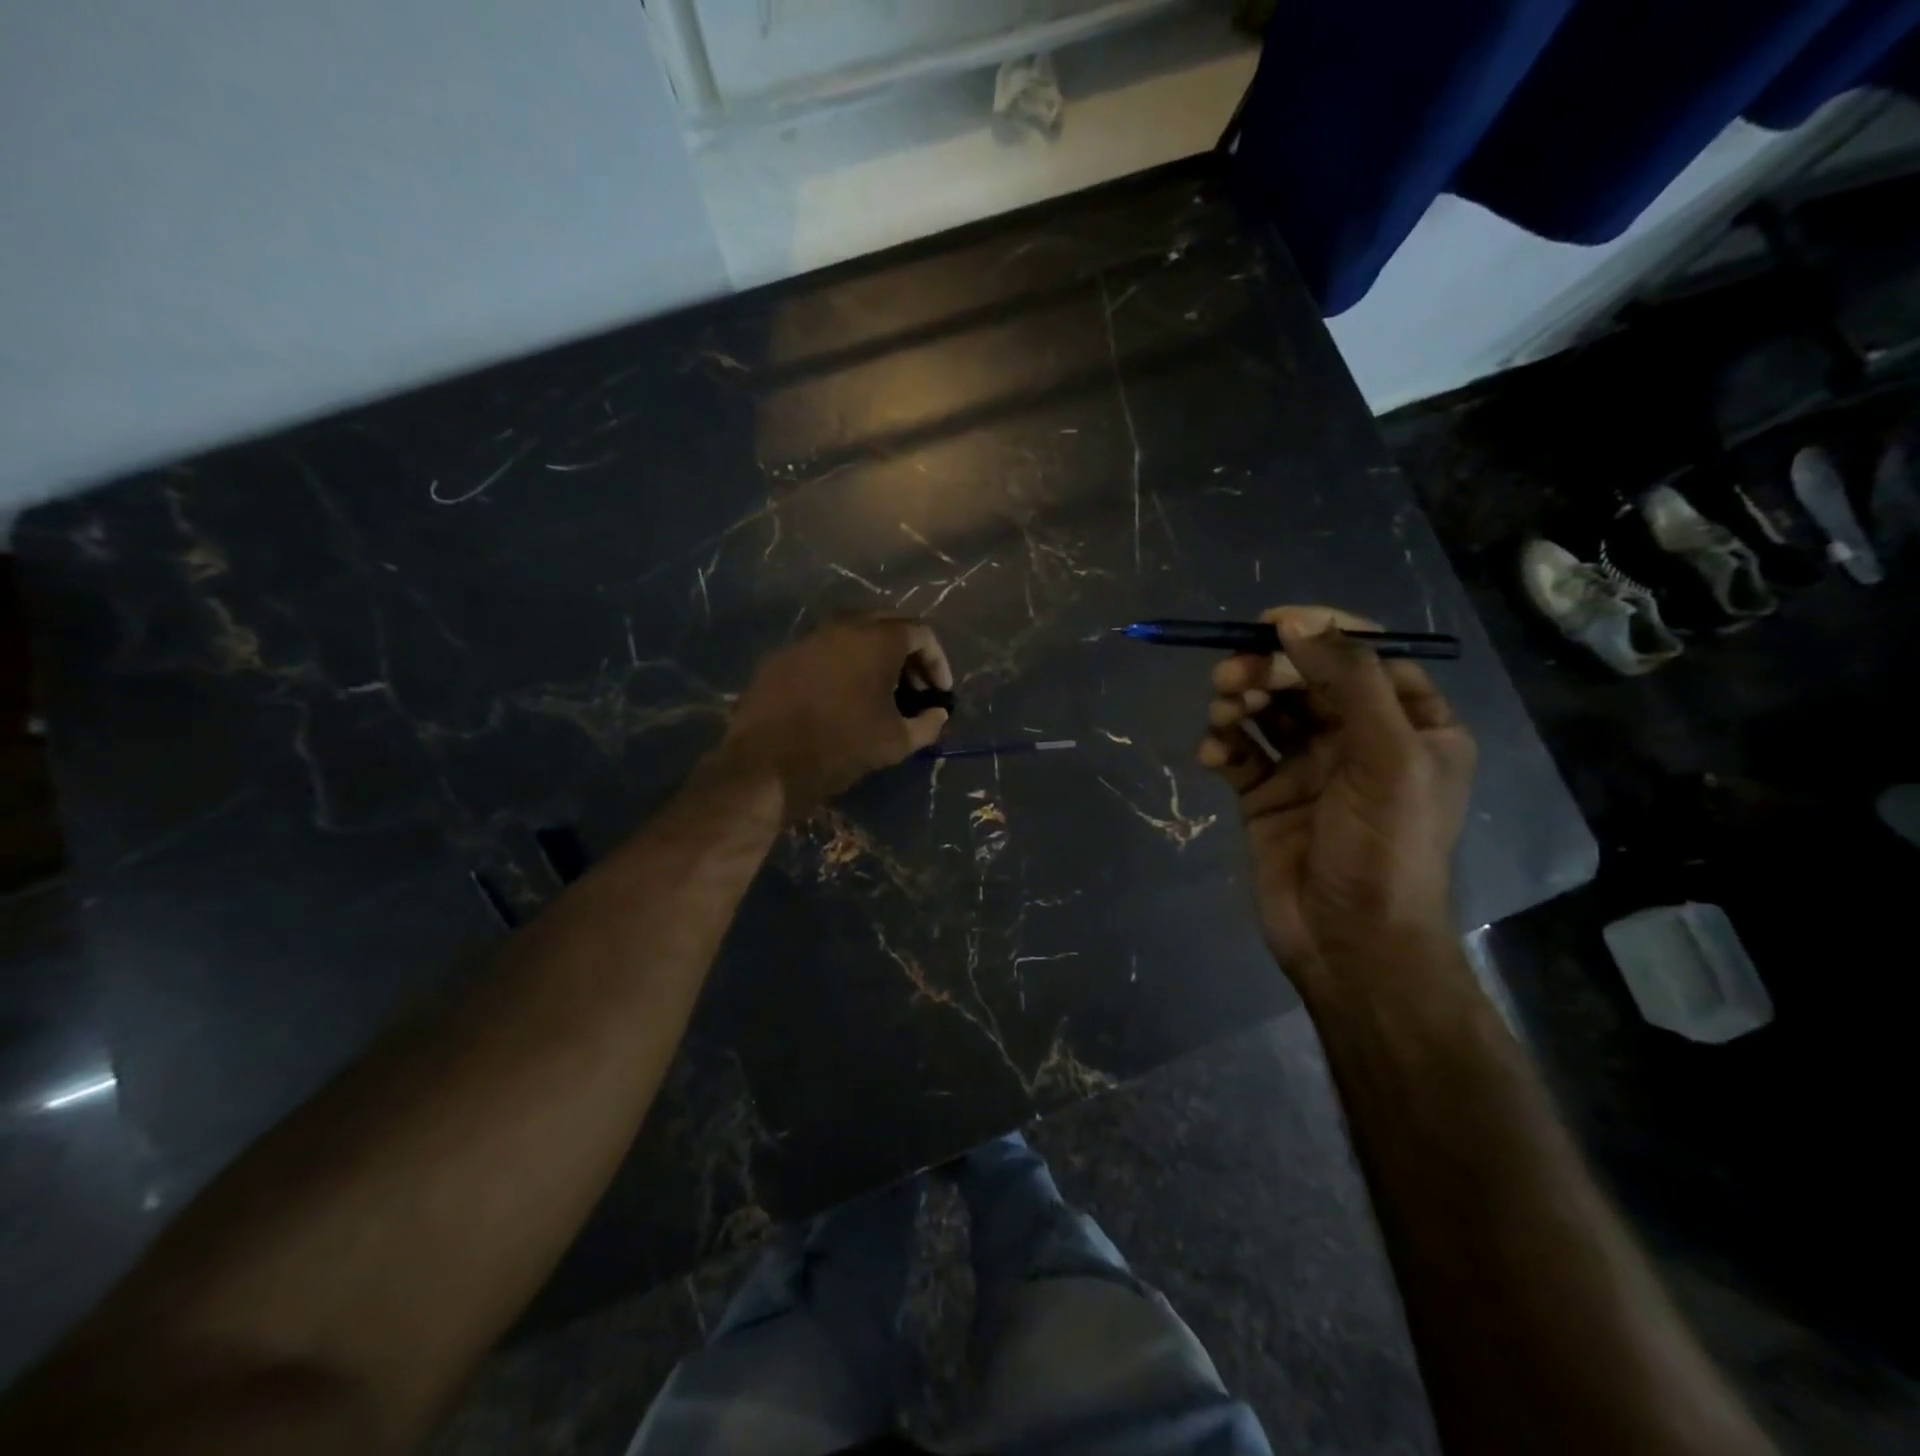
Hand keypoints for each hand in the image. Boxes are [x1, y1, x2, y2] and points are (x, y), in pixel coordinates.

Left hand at [716, 617, 951, 817]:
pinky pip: (823, 651)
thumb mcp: (896, 742)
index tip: (940, 693)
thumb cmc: (842, 747)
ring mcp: (808, 638)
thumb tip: (938, 714)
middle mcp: (843, 626)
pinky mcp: (782, 656)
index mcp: (877, 639)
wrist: (767, 763)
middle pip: (887, 625)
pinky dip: (842, 666)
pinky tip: (841, 697)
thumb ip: (928, 724)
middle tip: (914, 688)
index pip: (921, 633)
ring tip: (880, 693)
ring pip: (852, 635)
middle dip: (907, 654)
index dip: (937, 662)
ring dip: (873, 657)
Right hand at [1198, 605, 1475, 983]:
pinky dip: (1222, 746)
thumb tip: (1296, 621)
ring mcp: (1309, 768)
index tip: (1270, 624)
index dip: (1319, 633)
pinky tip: (1212, 756)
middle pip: (1307, 680)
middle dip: (1268, 671)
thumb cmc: (1385, 850)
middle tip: (1231, 677)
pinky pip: (1240, 753)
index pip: (1365, 656)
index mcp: (1411, 725)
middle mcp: (1360, 739)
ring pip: (1268, 712)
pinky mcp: (1267, 796)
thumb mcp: (1387, 758)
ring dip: (1240, 702)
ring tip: (1222, 714)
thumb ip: (1348, 682)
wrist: (1350, 945)